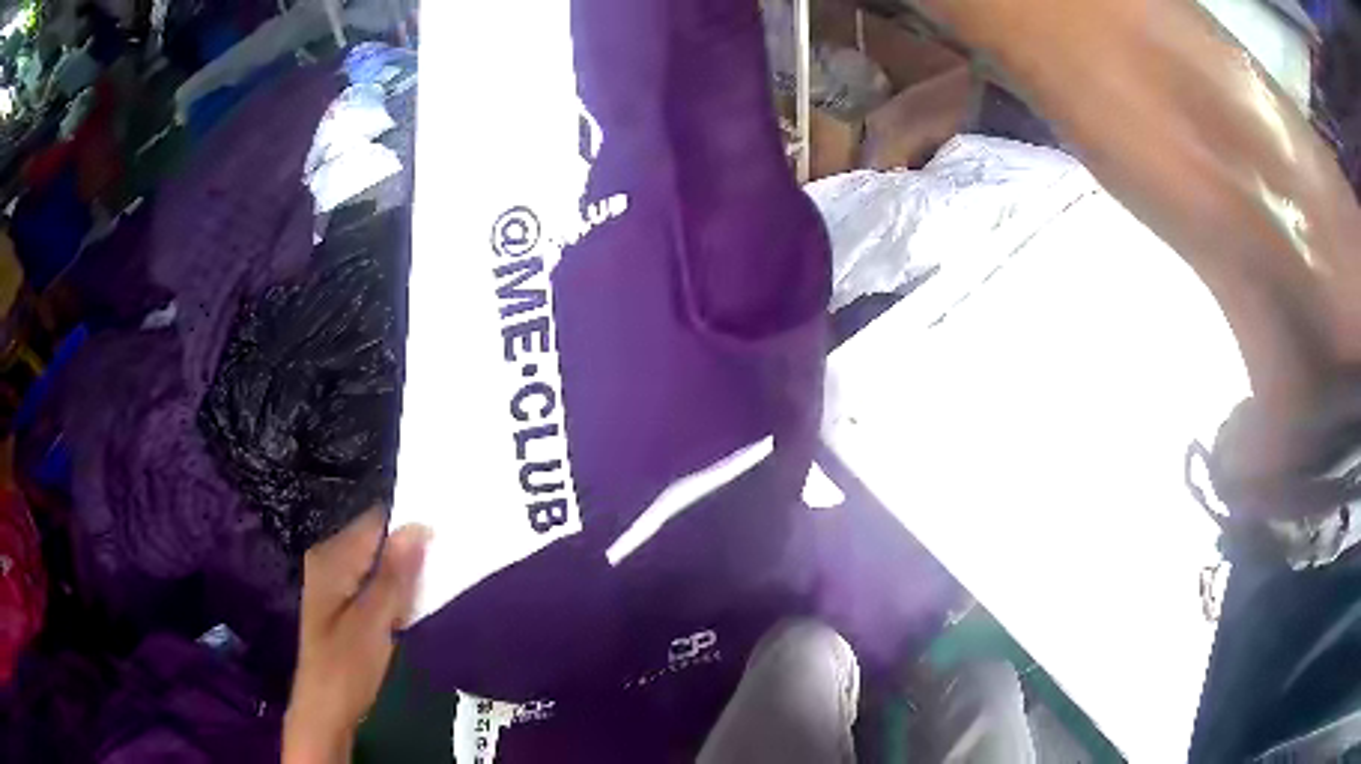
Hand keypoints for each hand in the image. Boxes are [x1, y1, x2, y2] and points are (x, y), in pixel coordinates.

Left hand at [283, 509, 430, 763]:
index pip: (376, 521)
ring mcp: (334, 583)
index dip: (410, 524)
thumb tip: (419, 525)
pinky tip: (414, 607)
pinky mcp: (342, 604)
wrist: (326, 710)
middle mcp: (330, 561)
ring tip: (439, 583)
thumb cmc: (347, 666)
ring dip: (405, 575)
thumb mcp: (374, 620)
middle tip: (449, 564)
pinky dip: (395, 592)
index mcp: (332, 557)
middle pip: (377, 541)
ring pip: (378, 565)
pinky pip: (374, 584)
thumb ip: (394, 573)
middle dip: (410, 551)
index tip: (448, 534)